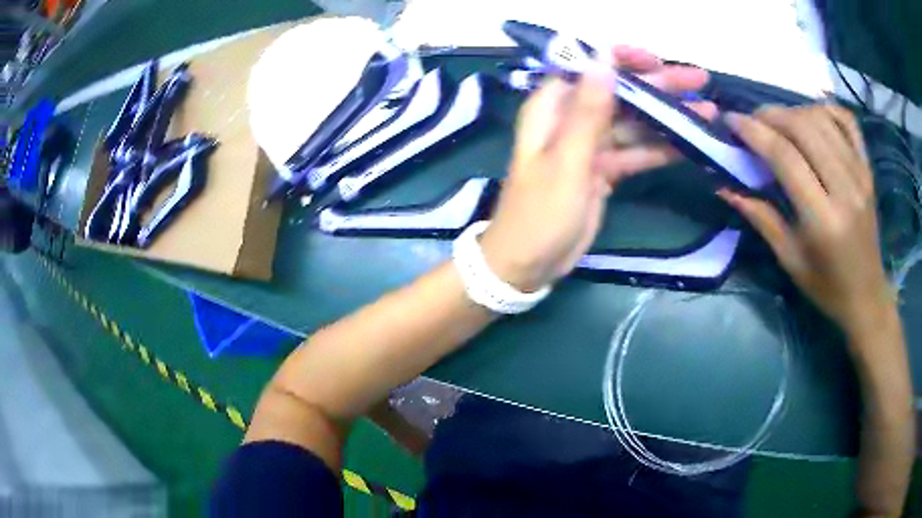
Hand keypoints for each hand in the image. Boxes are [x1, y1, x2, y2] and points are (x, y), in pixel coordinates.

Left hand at [480, 47, 714, 291]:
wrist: (528, 263)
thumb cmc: (540, 212)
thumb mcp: (566, 160)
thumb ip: (588, 110)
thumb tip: (603, 58)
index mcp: (553, 108)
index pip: (590, 68)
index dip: (623, 60)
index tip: (657, 61)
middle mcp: (572, 119)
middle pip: (620, 94)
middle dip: (658, 86)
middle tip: (698, 80)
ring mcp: (590, 146)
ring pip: (634, 123)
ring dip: (668, 117)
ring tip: (707, 111)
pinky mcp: (604, 170)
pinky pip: (636, 152)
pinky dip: (660, 148)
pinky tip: (690, 143)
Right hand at [718, 106, 895, 342]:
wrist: (867, 295)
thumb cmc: (826, 286)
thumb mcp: (790, 260)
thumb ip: (760, 217)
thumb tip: (725, 187)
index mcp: (823, 220)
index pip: (785, 157)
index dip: (754, 132)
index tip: (731, 120)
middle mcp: (845, 189)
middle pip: (803, 128)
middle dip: (771, 114)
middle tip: (753, 120)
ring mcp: (860, 174)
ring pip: (822, 118)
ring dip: (794, 111)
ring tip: (779, 121)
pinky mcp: (868, 169)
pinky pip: (847, 121)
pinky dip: (826, 109)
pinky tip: (812, 116)